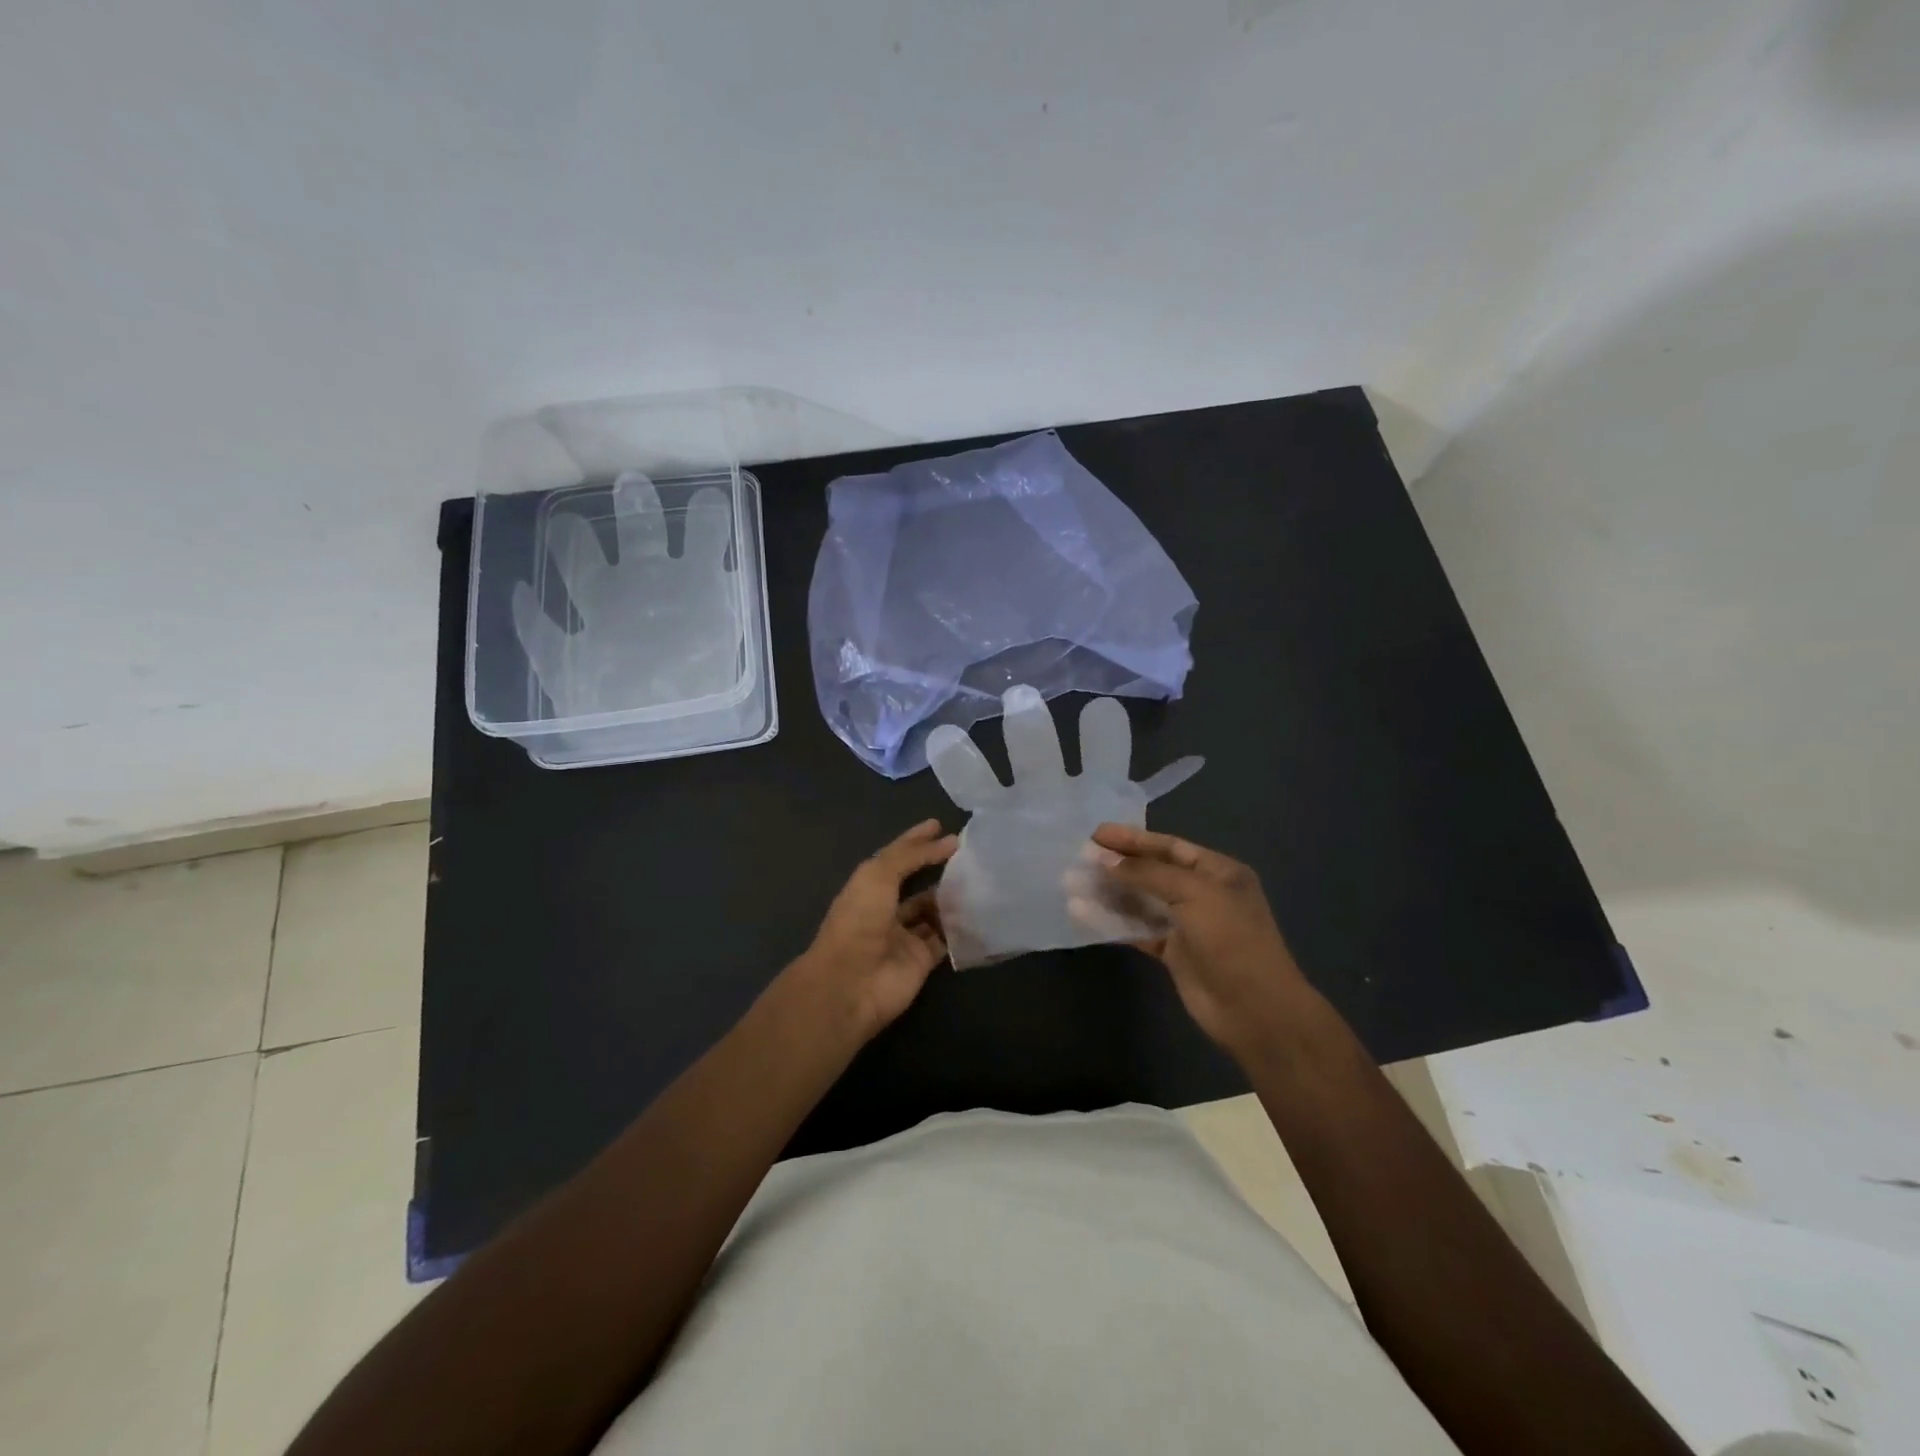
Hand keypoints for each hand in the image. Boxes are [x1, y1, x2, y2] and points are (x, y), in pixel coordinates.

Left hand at [796, 820, 958, 1035]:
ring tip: (978, 878)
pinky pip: (944, 939)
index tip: (941, 825)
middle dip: (938, 868)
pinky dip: (959, 928)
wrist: (852, 982)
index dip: (916, 840)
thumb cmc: (859, 920)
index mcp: (869, 887)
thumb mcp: (878, 875)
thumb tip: (948, 840)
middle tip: (968, 853)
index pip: (897, 857)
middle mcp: (885, 909)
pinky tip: (979, 911)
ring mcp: (904, 936)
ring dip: (951, 897)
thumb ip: (911, 855)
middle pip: (915, 884)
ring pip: (932, 911)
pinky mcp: (922, 960)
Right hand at [1084, 824, 1312, 1062]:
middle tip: (1079, 858)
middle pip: (1152, 872)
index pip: (1169, 847)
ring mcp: (1187, 924)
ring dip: (1109, 893)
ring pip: (1141, 901)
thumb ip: (1148, 874)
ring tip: (1073, 883)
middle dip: (1117, 865)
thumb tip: (1104, 859)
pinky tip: (1084, 914)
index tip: (1096, 834)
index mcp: (1218, 872)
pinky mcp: (1173, 952)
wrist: (1255, 1010)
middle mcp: (1202, 893)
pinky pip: (1137, 930)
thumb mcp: (1194, 895)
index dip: (1133, 839)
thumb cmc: (1232, 940)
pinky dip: (1112, 922)